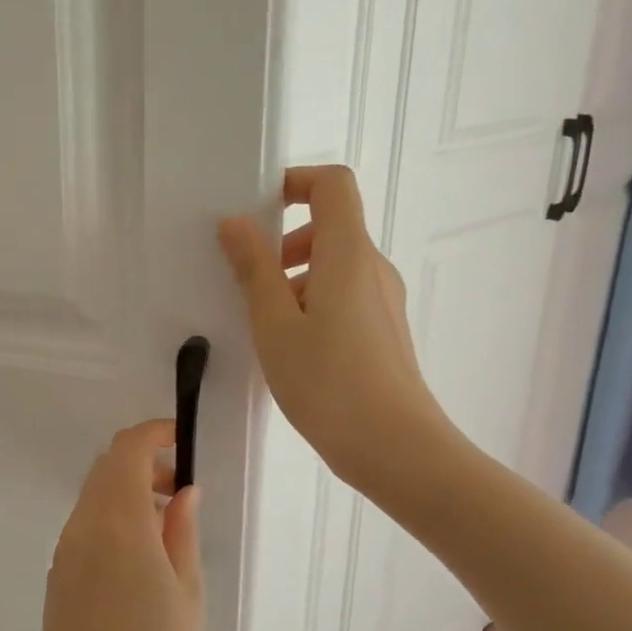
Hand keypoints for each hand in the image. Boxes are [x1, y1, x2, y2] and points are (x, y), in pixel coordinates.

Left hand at [38, 420, 202, 630]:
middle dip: (141, 462)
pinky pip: (84, 526)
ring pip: (93, 496)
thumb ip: (182, 532)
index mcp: (119, 525)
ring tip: (164, 527)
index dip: (152, 434)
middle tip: (179, 491)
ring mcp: (64, 550)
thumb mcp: (187, 594)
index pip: (125, 451)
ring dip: (125, 492)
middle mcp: (83, 527)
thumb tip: (182, 490)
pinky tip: (136, 557)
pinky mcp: (56, 574)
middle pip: (105, 468)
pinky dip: (110, 518)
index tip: (180, 441)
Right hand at [217, 165, 452, 493]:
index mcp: (348, 255)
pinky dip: (310, 302)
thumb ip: (253, 269)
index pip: (333, 185)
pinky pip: (342, 296)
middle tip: (248, 279)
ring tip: (262, 323)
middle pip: (330, 226)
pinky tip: (288, 347)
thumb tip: (235, 222)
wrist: (395, 448)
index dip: (294, 182)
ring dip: (293, 278)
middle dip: (283, 242)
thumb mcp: (274, 324)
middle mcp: (373, 268)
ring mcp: (382, 301)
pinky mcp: (382, 331)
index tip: (255, 210)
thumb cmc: (328, 382)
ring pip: (334, 266)